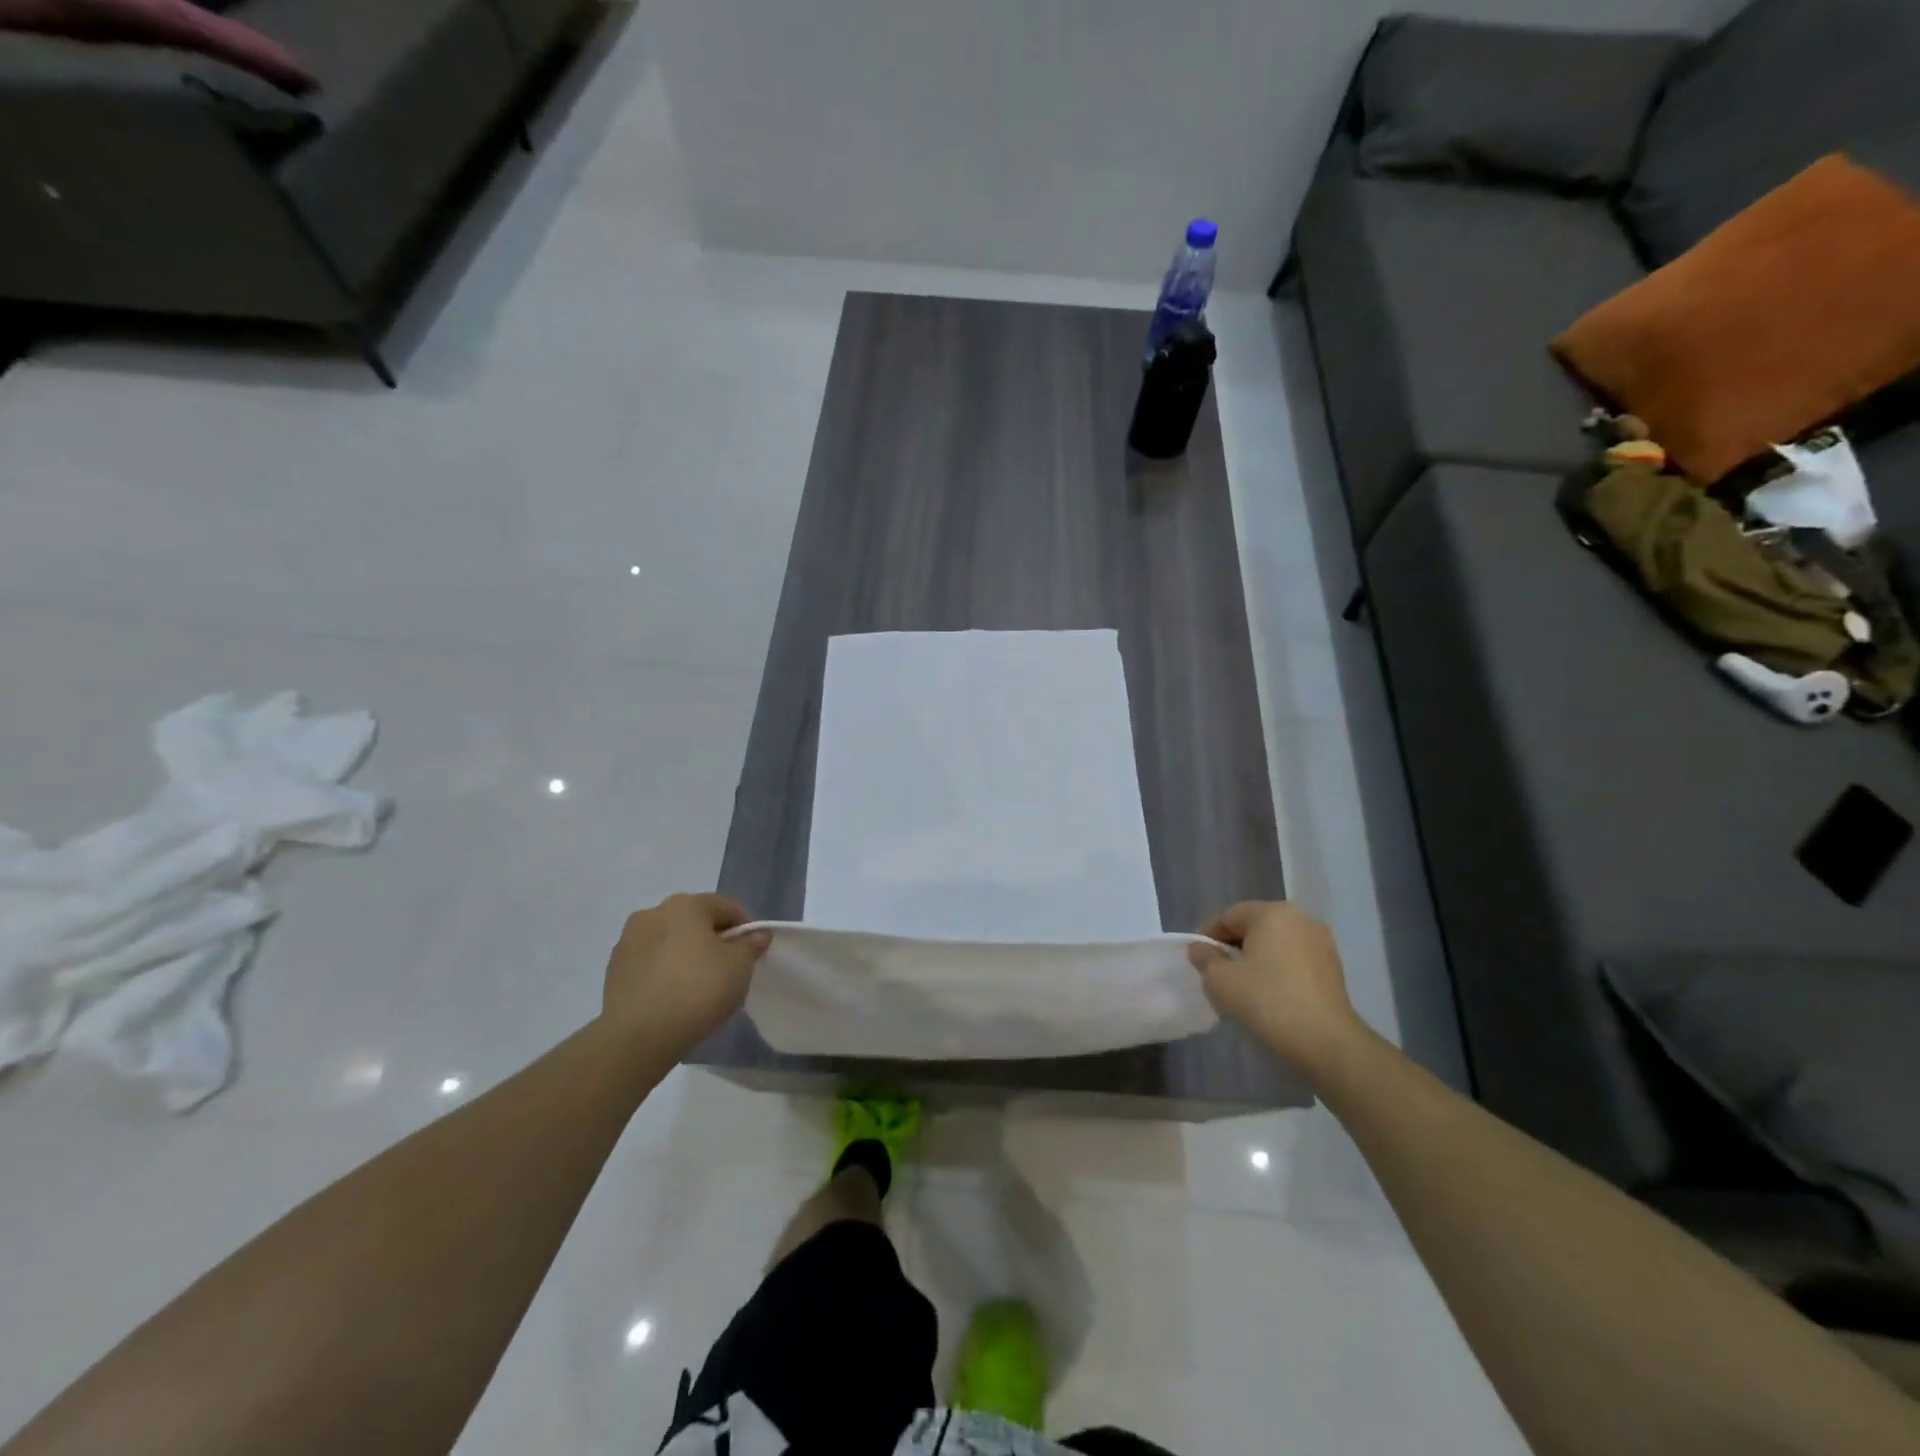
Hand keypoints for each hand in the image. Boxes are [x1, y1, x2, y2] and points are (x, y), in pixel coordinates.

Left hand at [601, 893, 771, 1053]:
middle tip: (727, 970)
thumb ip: (751, 945)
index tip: (752, 954)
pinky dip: (664, 972)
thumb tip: (756, 935)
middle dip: (713, 940)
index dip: (746, 928)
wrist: (639, 1037)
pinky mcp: (614, 970)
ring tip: (697, 987)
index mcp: (686, 905)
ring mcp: (628, 941)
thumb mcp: (740, 966)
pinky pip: (650, 963)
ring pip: (670, 941)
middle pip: (695, 921)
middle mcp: (653, 913)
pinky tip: (673, 997)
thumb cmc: (698, 990)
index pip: (727, 907)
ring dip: (685, 955)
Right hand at [1189, 902, 1362, 1070]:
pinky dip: (1279, 968)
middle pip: (1255, 926)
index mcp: (1271, 913)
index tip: (1199, 960)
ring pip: (1276, 942)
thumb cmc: (1267, 1001)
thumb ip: (1204, 958)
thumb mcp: (1221, 980)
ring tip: (1244, 984)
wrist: (1326, 1041)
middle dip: (1234, 946)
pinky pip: (1295, 958)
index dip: (1209, 936)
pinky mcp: (1334, 966)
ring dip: (1257, 957)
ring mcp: (1321, 941)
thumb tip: (1199, 948)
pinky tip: (1271, 992)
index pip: (1229, 916)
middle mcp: (1300, 918)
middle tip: (1219, 972)